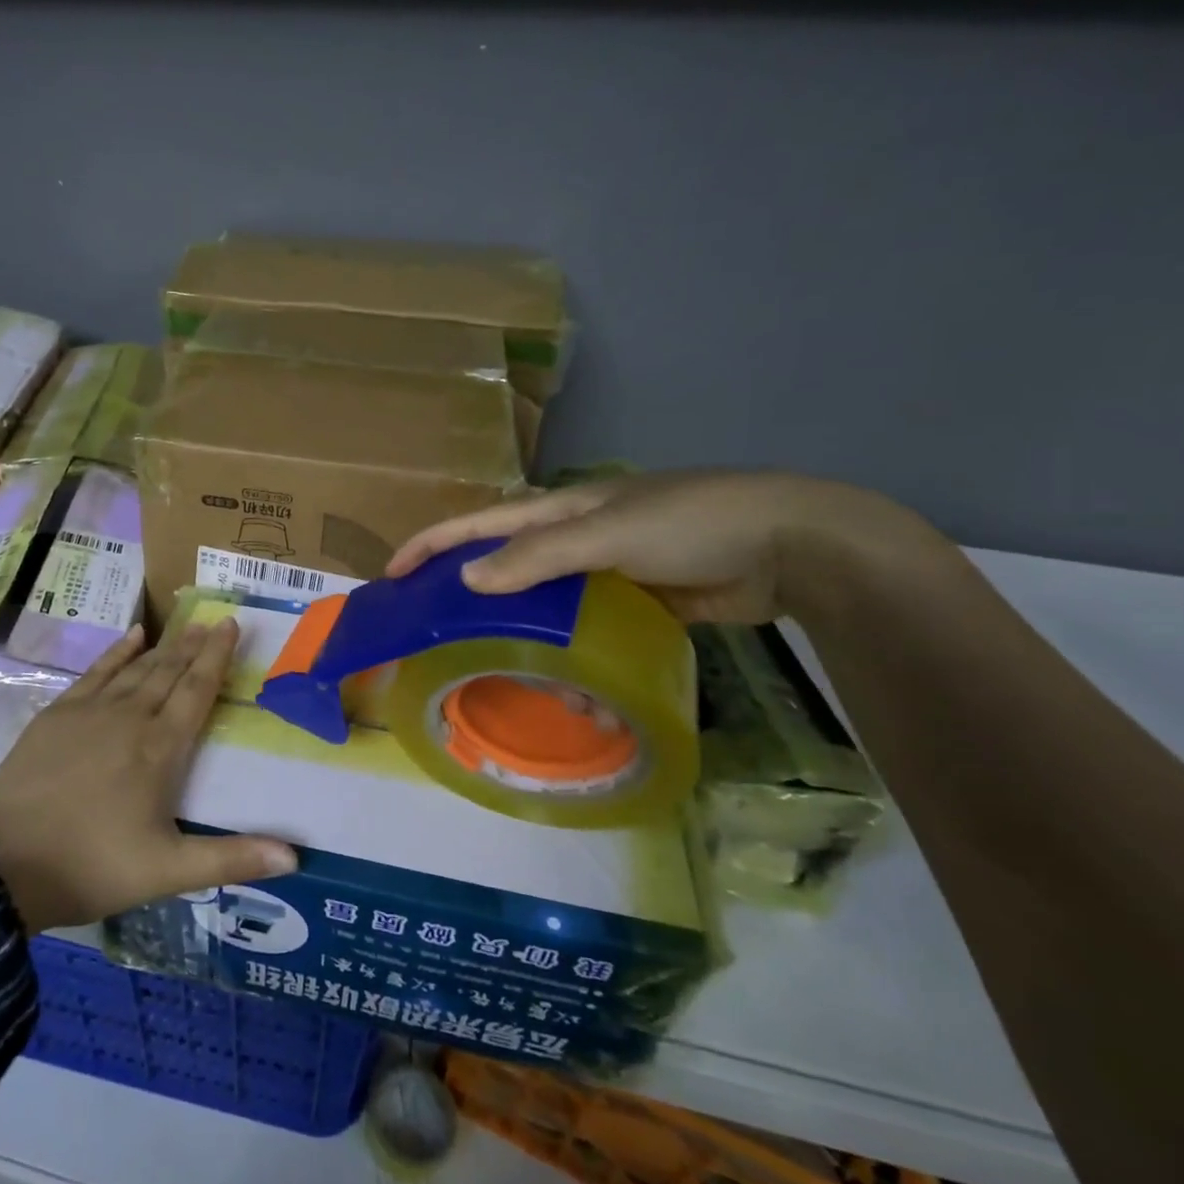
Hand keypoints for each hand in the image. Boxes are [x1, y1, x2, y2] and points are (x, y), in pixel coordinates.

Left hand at [0, 619, 297, 932]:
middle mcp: (129, 717)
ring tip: (185, 626)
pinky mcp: (57, 714)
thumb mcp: (167, 873)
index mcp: (159, 748)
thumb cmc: (90, 866)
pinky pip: (96, 671)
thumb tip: (296, 858)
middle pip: (169, 671)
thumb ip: (231, 858)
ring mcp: (89, 711)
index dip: (216, 657)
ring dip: (164, 646)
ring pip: (137, 668)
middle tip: (213, 619)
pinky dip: (117, 651)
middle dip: (194, 645)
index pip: (196, 690)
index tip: (231, 624)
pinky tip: (132, 635)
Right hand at [386, 469, 941, 623]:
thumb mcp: (608, 533)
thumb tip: (469, 579)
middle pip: (502, 561)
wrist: (790, 545)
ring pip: (540, 598)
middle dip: (462, 586)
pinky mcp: (635, 601)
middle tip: (427, 626)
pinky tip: (549, 673)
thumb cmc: (692, 523)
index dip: (434, 543)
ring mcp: (605, 569)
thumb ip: (538, 558)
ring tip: (481, 659)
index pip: (480, 523)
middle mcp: (574, 537)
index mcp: (561, 510)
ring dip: (511, 624)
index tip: (393, 574)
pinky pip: (581, 622)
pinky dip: (560, 644)